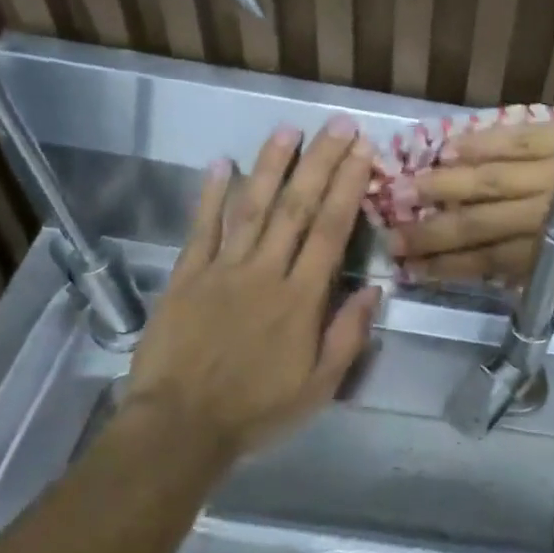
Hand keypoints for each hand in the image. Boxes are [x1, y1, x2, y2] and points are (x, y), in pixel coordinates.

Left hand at [122, 117, 381, 461]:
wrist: (179, 426)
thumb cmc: (257, 409)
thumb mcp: (319, 386)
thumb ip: (347, 335)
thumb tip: (374, 290)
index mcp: (300, 299)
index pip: (329, 231)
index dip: (348, 188)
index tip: (363, 153)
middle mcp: (264, 272)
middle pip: (295, 207)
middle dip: (320, 163)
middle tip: (338, 126)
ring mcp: (221, 270)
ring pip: (251, 207)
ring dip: (270, 165)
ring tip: (288, 130)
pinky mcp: (186, 276)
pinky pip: (201, 228)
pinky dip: (209, 195)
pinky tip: (219, 163)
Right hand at [388, 110, 553, 285]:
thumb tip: (522, 287)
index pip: (492, 264)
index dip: (451, 269)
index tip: (415, 272)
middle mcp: (549, 214)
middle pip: (480, 225)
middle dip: (434, 234)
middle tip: (393, 237)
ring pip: (490, 180)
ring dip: (446, 189)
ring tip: (405, 192)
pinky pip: (520, 138)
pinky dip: (484, 143)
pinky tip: (452, 148)